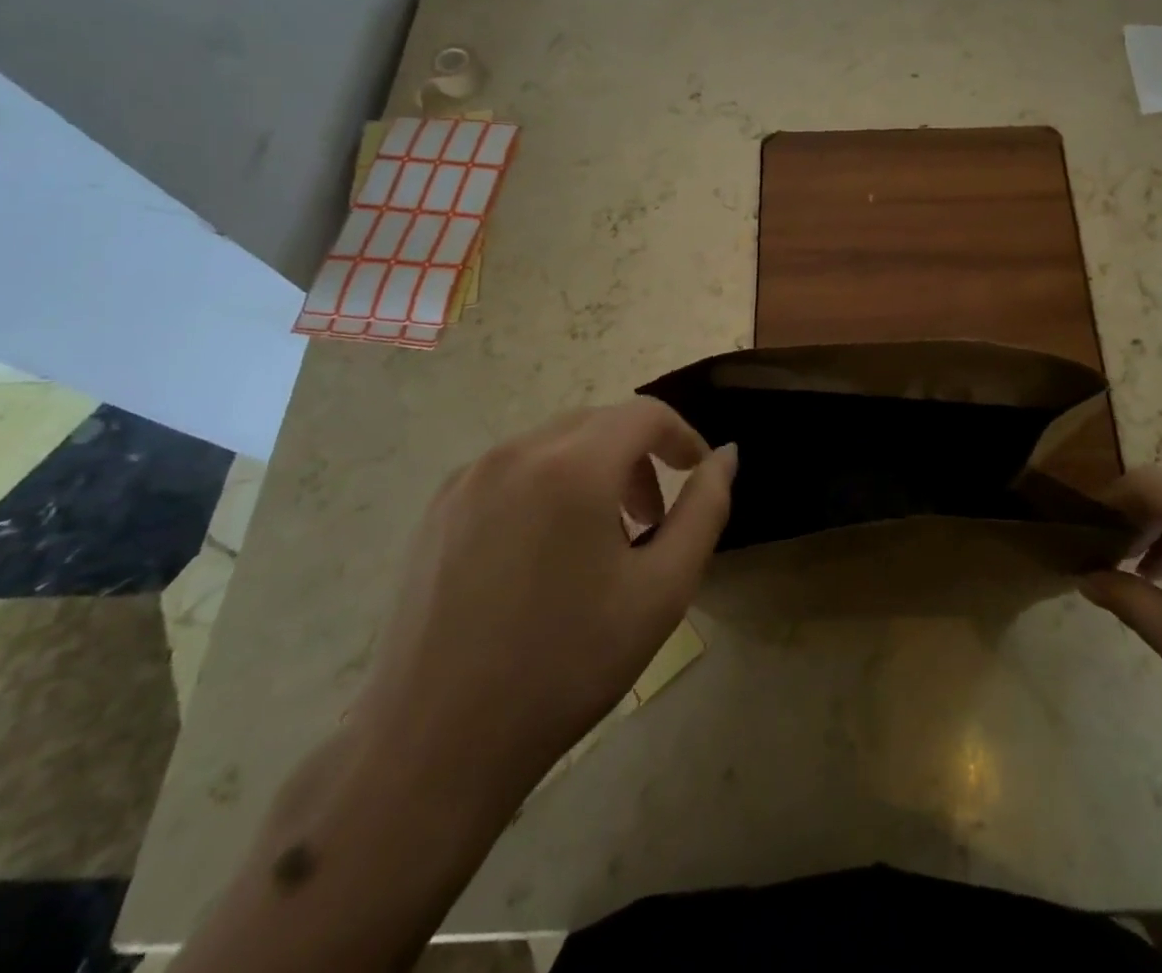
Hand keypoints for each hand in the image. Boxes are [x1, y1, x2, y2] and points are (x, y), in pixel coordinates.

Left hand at [348, 399, 736, 816]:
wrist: (435, 746)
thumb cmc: (567, 665)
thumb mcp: (663, 589)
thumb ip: (706, 508)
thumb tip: (726, 456)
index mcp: (573, 466)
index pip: (646, 414)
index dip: (683, 438)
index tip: (698, 478)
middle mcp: (516, 452)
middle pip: (600, 423)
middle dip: (640, 458)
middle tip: (652, 521)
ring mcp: (468, 478)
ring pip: (555, 444)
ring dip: (595, 471)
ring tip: (602, 541)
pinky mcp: (438, 509)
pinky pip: (513, 470)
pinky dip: (549, 486)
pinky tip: (544, 555)